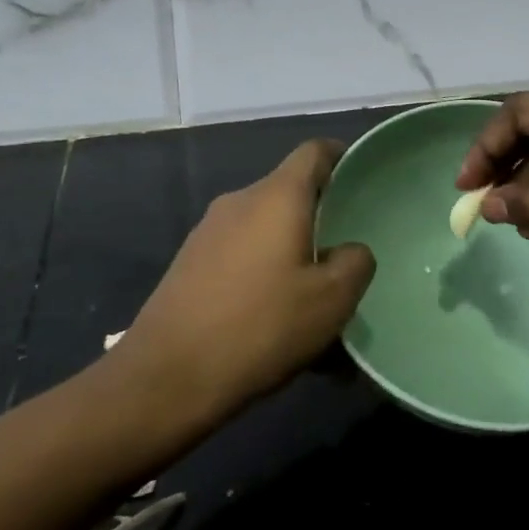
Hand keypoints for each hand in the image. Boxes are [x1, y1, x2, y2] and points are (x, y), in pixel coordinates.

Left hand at [116, 140, 375, 424]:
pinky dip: (264, 275)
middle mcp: (239, 202)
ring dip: (292, 254)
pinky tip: (274, 321)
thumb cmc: (260, 327)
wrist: (166, 377)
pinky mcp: (189, 263)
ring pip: (265, 229)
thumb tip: (350, 250)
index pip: (314, 152)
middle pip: (289, 193)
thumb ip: (355, 263)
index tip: (362, 179)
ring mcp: (208, 232)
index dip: (342, 156)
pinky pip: (240, 255)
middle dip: (320, 219)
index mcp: (276, 197)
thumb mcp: (331, 301)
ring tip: (312, 301)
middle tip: (345, 256)